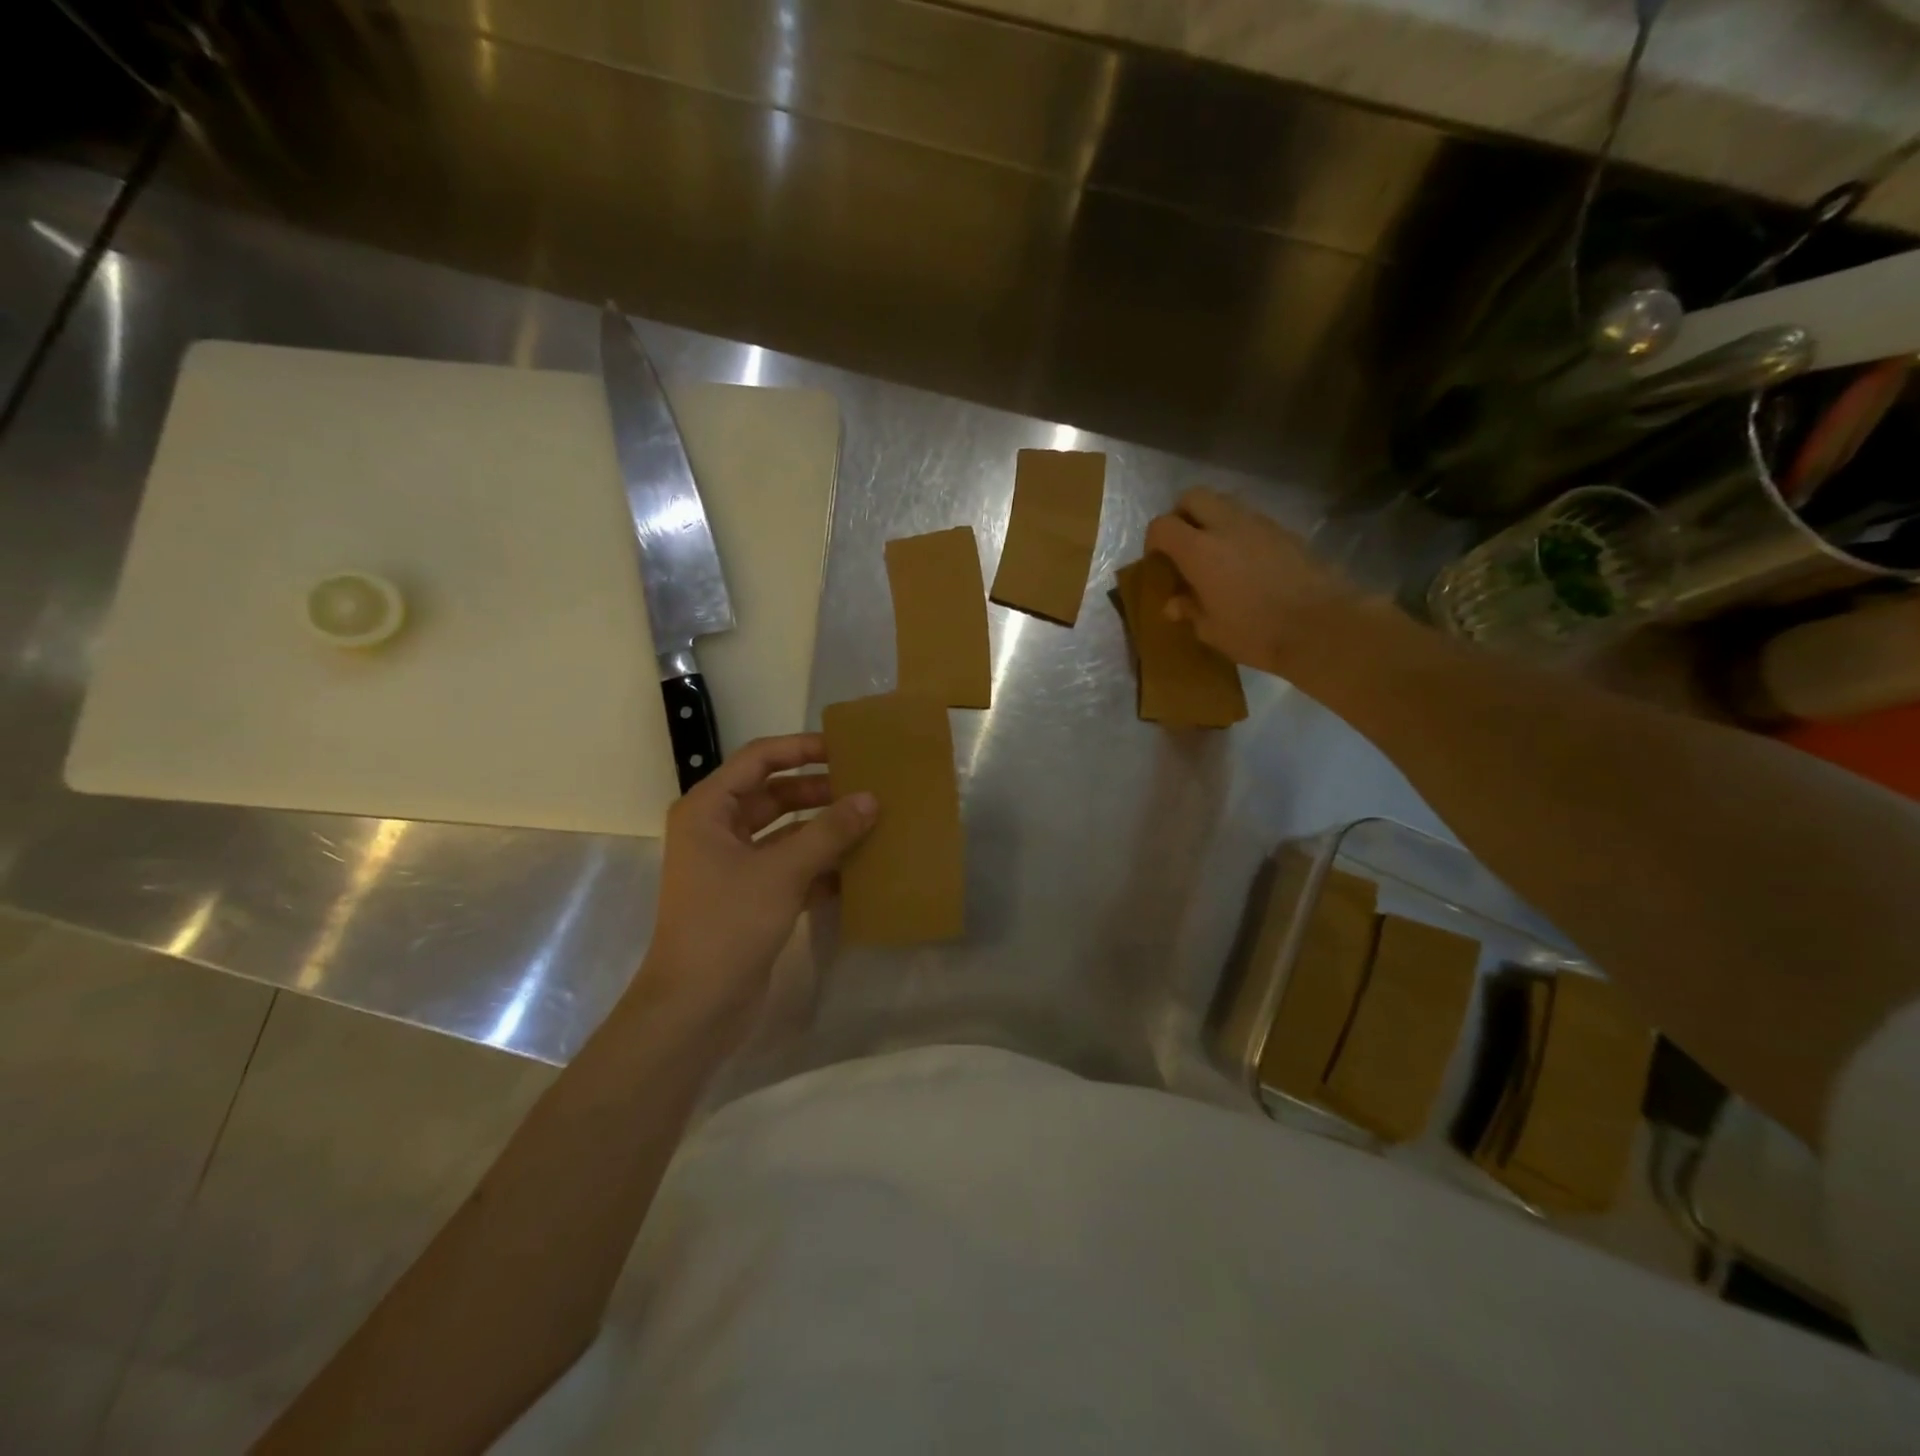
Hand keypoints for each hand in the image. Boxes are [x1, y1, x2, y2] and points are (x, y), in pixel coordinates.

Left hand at [640, 734, 875, 1032]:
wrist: (695, 1007)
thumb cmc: (728, 925)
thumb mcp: (782, 872)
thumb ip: (828, 832)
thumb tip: (870, 799)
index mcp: (709, 810)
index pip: (758, 759)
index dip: (801, 748)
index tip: (844, 748)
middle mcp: (717, 830)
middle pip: (774, 795)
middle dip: (818, 791)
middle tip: (867, 787)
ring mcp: (733, 866)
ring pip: (785, 832)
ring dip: (823, 829)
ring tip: (871, 823)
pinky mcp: (750, 896)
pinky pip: (790, 866)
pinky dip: (820, 865)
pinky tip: (859, 868)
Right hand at [1144, 487, 1363, 676]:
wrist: (1322, 626)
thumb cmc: (1256, 632)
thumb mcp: (1211, 630)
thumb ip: (1189, 610)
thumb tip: (1174, 603)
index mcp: (1199, 550)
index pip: (1162, 525)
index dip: (1154, 541)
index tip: (1158, 562)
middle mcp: (1227, 526)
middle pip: (1193, 497)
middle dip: (1181, 515)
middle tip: (1183, 547)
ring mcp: (1260, 524)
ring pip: (1225, 503)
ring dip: (1212, 520)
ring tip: (1215, 554)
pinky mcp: (1285, 531)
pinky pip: (1251, 520)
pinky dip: (1240, 532)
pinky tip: (1245, 563)